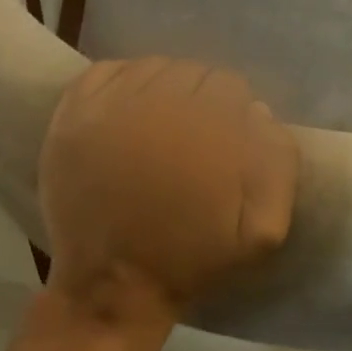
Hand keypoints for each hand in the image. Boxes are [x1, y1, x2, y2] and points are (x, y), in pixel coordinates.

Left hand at [39, 58, 297, 331]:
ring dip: (164, 87)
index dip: (232, 111)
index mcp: (206, 130)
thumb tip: (258, 111)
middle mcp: (158, 107)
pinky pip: (107, 70)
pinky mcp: (73, 115)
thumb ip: (278, 163)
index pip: (229, 85)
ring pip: (152, 67)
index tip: (225, 138)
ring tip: (161, 121)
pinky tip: (129, 109)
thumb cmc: (190, 257)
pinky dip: (123, 80)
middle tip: (193, 134)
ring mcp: (110, 107)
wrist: (113, 283)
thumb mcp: (262, 229)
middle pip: (191, 72)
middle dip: (200, 98)